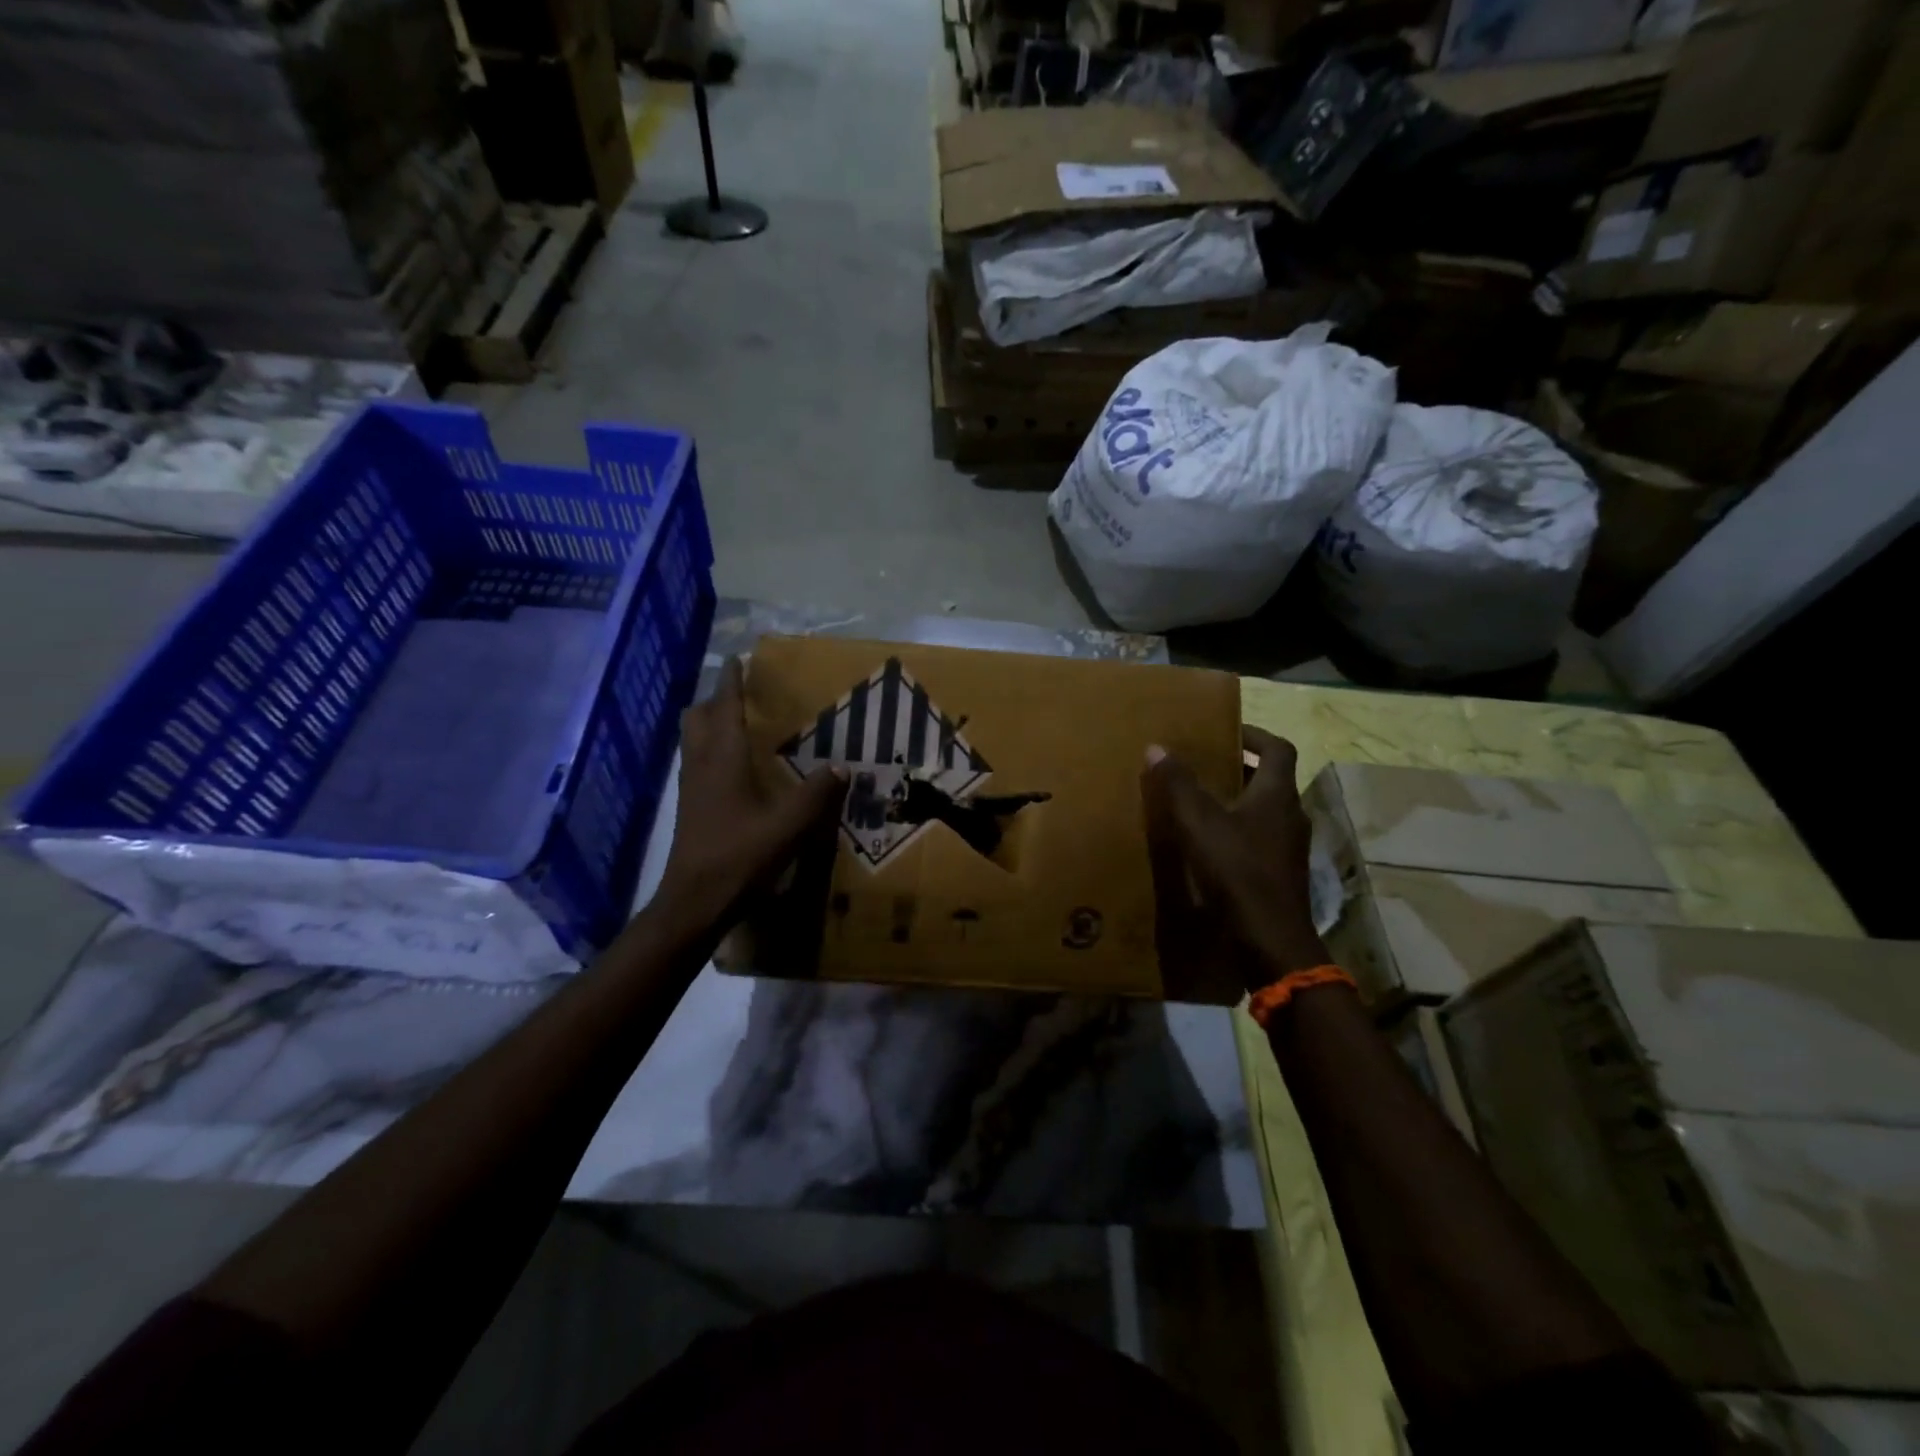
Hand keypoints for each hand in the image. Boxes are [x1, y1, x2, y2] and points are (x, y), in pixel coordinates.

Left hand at [655, 657, 846, 932]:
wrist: (695, 901)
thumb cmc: (741, 856)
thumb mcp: (789, 825)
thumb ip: (817, 793)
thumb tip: (842, 766)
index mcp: (722, 759)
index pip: (724, 707)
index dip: (732, 681)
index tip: (739, 659)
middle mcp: (701, 765)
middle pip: (697, 717)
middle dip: (716, 699)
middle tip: (741, 695)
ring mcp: (691, 787)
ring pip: (692, 740)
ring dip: (710, 723)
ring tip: (738, 724)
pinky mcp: (690, 808)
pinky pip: (696, 762)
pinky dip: (711, 750)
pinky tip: (735, 768)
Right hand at [1141, 726, 1329, 990]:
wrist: (1269, 939)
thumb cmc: (1237, 870)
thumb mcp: (1199, 823)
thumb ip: (1178, 785)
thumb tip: (1156, 747)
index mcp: (1278, 795)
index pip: (1278, 749)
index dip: (1254, 735)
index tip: (1227, 731)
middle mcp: (1291, 816)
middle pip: (1272, 781)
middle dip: (1241, 770)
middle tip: (1206, 766)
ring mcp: (1290, 849)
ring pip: (1267, 813)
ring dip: (1240, 802)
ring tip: (1203, 804)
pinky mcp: (1281, 875)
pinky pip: (1262, 841)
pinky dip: (1240, 833)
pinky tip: (1212, 846)